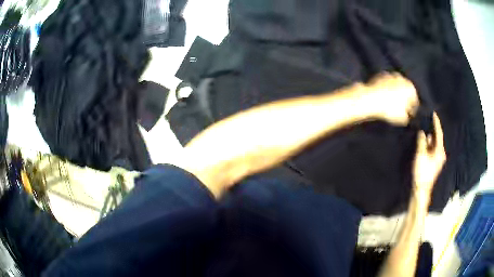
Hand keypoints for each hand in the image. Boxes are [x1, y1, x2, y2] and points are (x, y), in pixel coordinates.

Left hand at [366, 73, 418, 125]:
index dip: (412, 110)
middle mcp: (402, 78)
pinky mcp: (381, 75)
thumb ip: (408, 117)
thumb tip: (407, 116)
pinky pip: (387, 85)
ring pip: (396, 87)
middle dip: (404, 100)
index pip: (414, 102)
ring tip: (390, 105)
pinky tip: (383, 98)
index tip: (408, 116)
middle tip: (399, 110)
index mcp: (411, 88)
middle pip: (406, 92)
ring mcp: (391, 75)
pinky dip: (386, 90)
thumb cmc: (390, 109)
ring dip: (395, 94)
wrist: (370, 98)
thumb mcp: (402, 119)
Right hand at [413, 112, 445, 197]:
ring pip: (435, 144)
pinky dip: (429, 144)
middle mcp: (441, 153)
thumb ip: (422, 142)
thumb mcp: (421, 155)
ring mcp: (438, 158)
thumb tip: (422, 132)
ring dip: (430, 138)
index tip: (434, 114)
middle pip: (437, 138)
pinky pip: (433, 149)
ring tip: (425, 129)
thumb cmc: (422, 172)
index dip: (436, 123)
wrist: (422, 188)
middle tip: (428, 120)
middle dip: (433, 130)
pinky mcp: (435, 162)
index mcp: (440, 151)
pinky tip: (425, 141)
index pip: (439, 134)